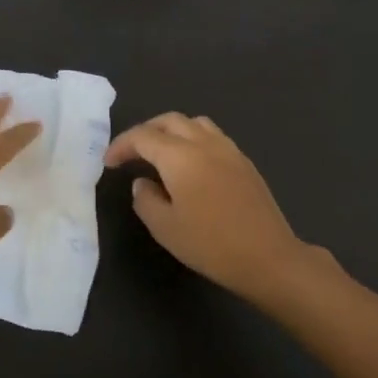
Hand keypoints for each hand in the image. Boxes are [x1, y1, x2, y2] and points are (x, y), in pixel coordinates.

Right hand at [105, 113, 311, 301]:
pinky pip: (212, 135)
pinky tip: (191, 165)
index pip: (143, 137)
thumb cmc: (211, 244)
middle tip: (131, 152)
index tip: (109, 162)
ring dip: (171, 130)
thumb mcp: (166, 228)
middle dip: (145, 131)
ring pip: (194, 123)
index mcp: (180, 156)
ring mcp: (228, 149)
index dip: (122, 145)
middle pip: (169, 121)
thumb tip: (142, 182)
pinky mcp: (244, 161)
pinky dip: (193, 139)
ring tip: (161, 152)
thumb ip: (146, 200)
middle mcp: (204, 143)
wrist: (268, 256)